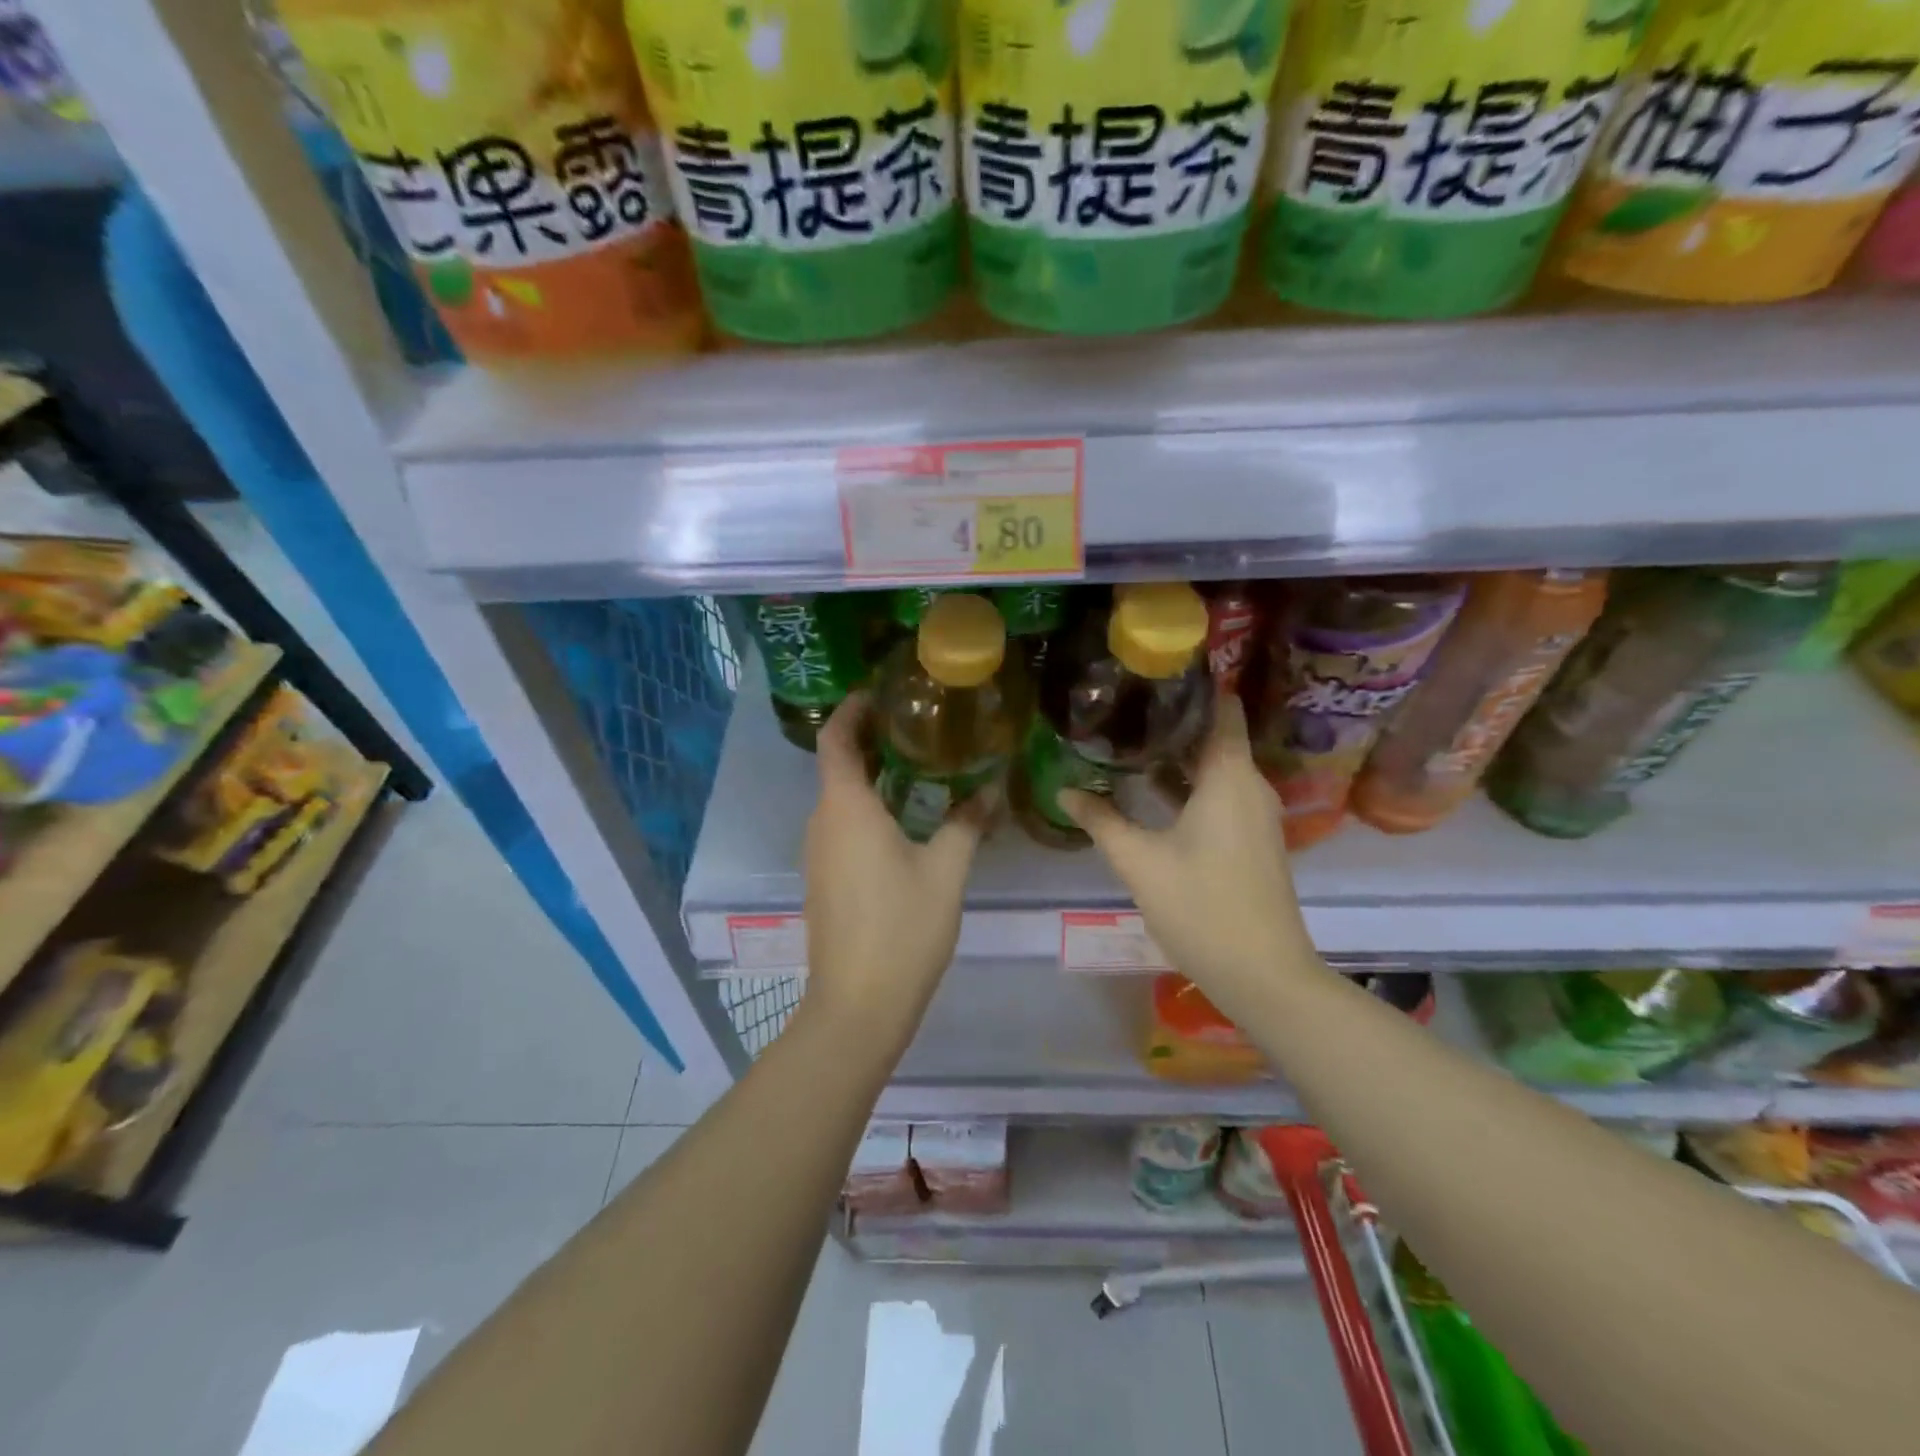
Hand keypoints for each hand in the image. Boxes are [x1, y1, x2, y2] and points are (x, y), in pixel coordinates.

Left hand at [800, 692, 986, 1053]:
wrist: (857, 1006)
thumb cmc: (902, 929)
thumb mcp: (946, 872)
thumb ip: (967, 824)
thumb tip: (991, 789)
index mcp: (846, 809)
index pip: (836, 739)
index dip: (851, 709)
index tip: (879, 692)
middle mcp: (822, 823)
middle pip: (837, 765)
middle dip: (870, 739)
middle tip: (917, 726)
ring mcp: (818, 854)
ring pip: (840, 798)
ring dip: (871, 776)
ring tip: (919, 765)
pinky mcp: (823, 879)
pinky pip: (841, 826)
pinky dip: (867, 808)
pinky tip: (904, 819)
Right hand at [1060, 694, 1327, 1023]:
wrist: (1263, 974)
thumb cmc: (1201, 907)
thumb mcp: (1139, 862)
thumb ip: (1101, 820)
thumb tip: (1065, 791)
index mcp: (1229, 776)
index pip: (1222, 708)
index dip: (1194, 685)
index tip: (1154, 672)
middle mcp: (1251, 785)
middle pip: (1215, 736)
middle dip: (1173, 721)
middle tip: (1124, 706)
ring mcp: (1257, 814)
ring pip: (1217, 768)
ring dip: (1178, 756)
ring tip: (1129, 742)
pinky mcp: (1254, 839)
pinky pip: (1222, 794)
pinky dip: (1191, 785)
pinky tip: (1153, 792)